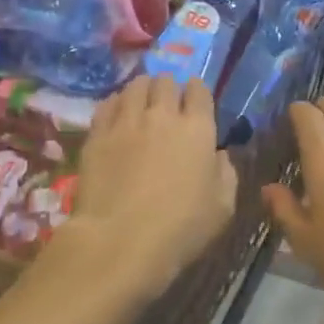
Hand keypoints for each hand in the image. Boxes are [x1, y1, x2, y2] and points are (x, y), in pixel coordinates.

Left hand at [67, 76, 236, 298]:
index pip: (199, 90)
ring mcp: (126, 121)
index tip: (195, 101)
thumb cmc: (180, 228)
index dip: (198, 91)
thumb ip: (226, 173)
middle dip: (169, 88)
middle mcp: (162, 115)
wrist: (120, 241)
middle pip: (165, 81)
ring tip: (141, 103)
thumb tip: (218, 155)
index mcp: (198, 128)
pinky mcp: (97, 133)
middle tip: (167, 104)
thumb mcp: (223, 207)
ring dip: (142, 90)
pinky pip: (108, 103)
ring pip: (135, 86)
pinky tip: (117, 115)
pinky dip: (116, 103)